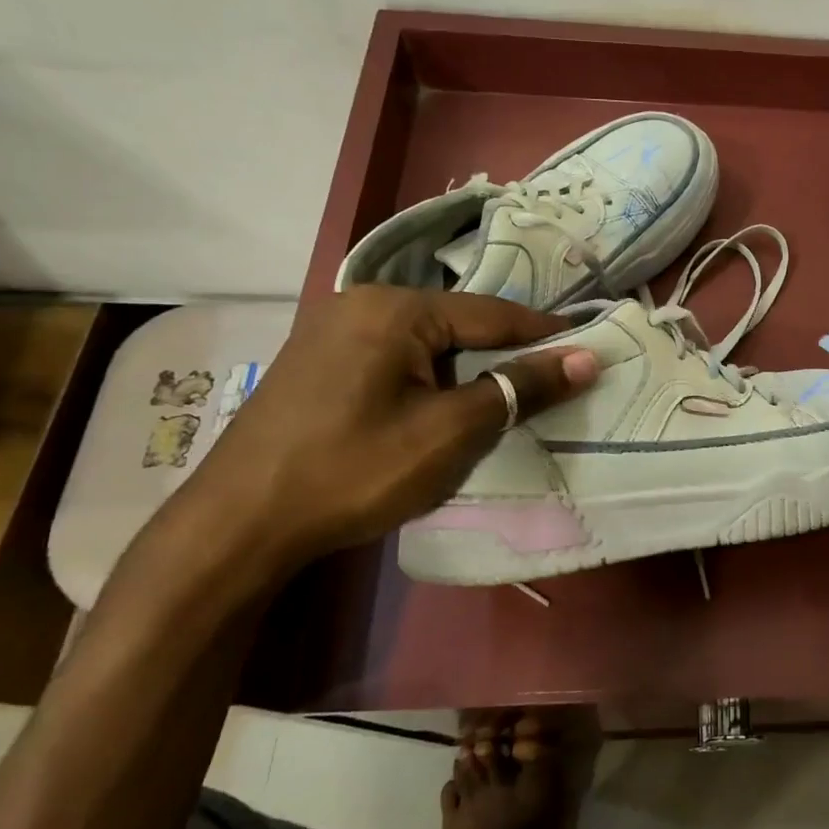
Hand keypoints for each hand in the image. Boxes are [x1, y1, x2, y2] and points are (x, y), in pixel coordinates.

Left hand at [181, 287, 598, 569]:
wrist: (238, 525)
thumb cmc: (354, 471)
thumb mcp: (450, 432)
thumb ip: (518, 389)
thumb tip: (585, 359)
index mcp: (394, 308)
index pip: (493, 314)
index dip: (545, 336)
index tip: (590, 350)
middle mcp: (361, 302)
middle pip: (458, 325)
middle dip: (503, 356)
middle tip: (549, 384)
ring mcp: (332, 330)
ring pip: (427, 344)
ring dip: (466, 372)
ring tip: (501, 401)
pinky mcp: (318, 361)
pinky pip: (395, 358)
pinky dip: (430, 380)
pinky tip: (440, 408)